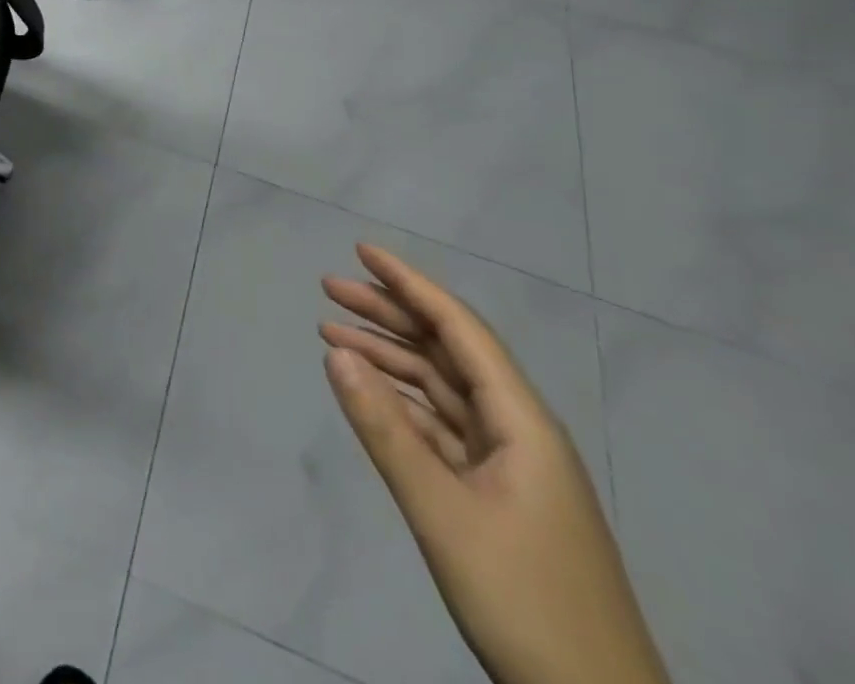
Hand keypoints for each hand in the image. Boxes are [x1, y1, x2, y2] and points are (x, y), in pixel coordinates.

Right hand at [320, 245, 668, 683]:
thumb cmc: (526, 602)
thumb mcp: (443, 513)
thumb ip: (385, 429)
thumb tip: (335, 352)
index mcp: (522, 422)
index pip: (459, 328)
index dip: (410, 283)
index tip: (361, 251)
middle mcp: (518, 430)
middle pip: (446, 351)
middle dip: (389, 313)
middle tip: (329, 288)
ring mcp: (510, 466)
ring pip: (441, 389)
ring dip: (389, 358)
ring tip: (332, 333)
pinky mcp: (497, 497)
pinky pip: (441, 428)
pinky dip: (401, 404)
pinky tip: (368, 393)